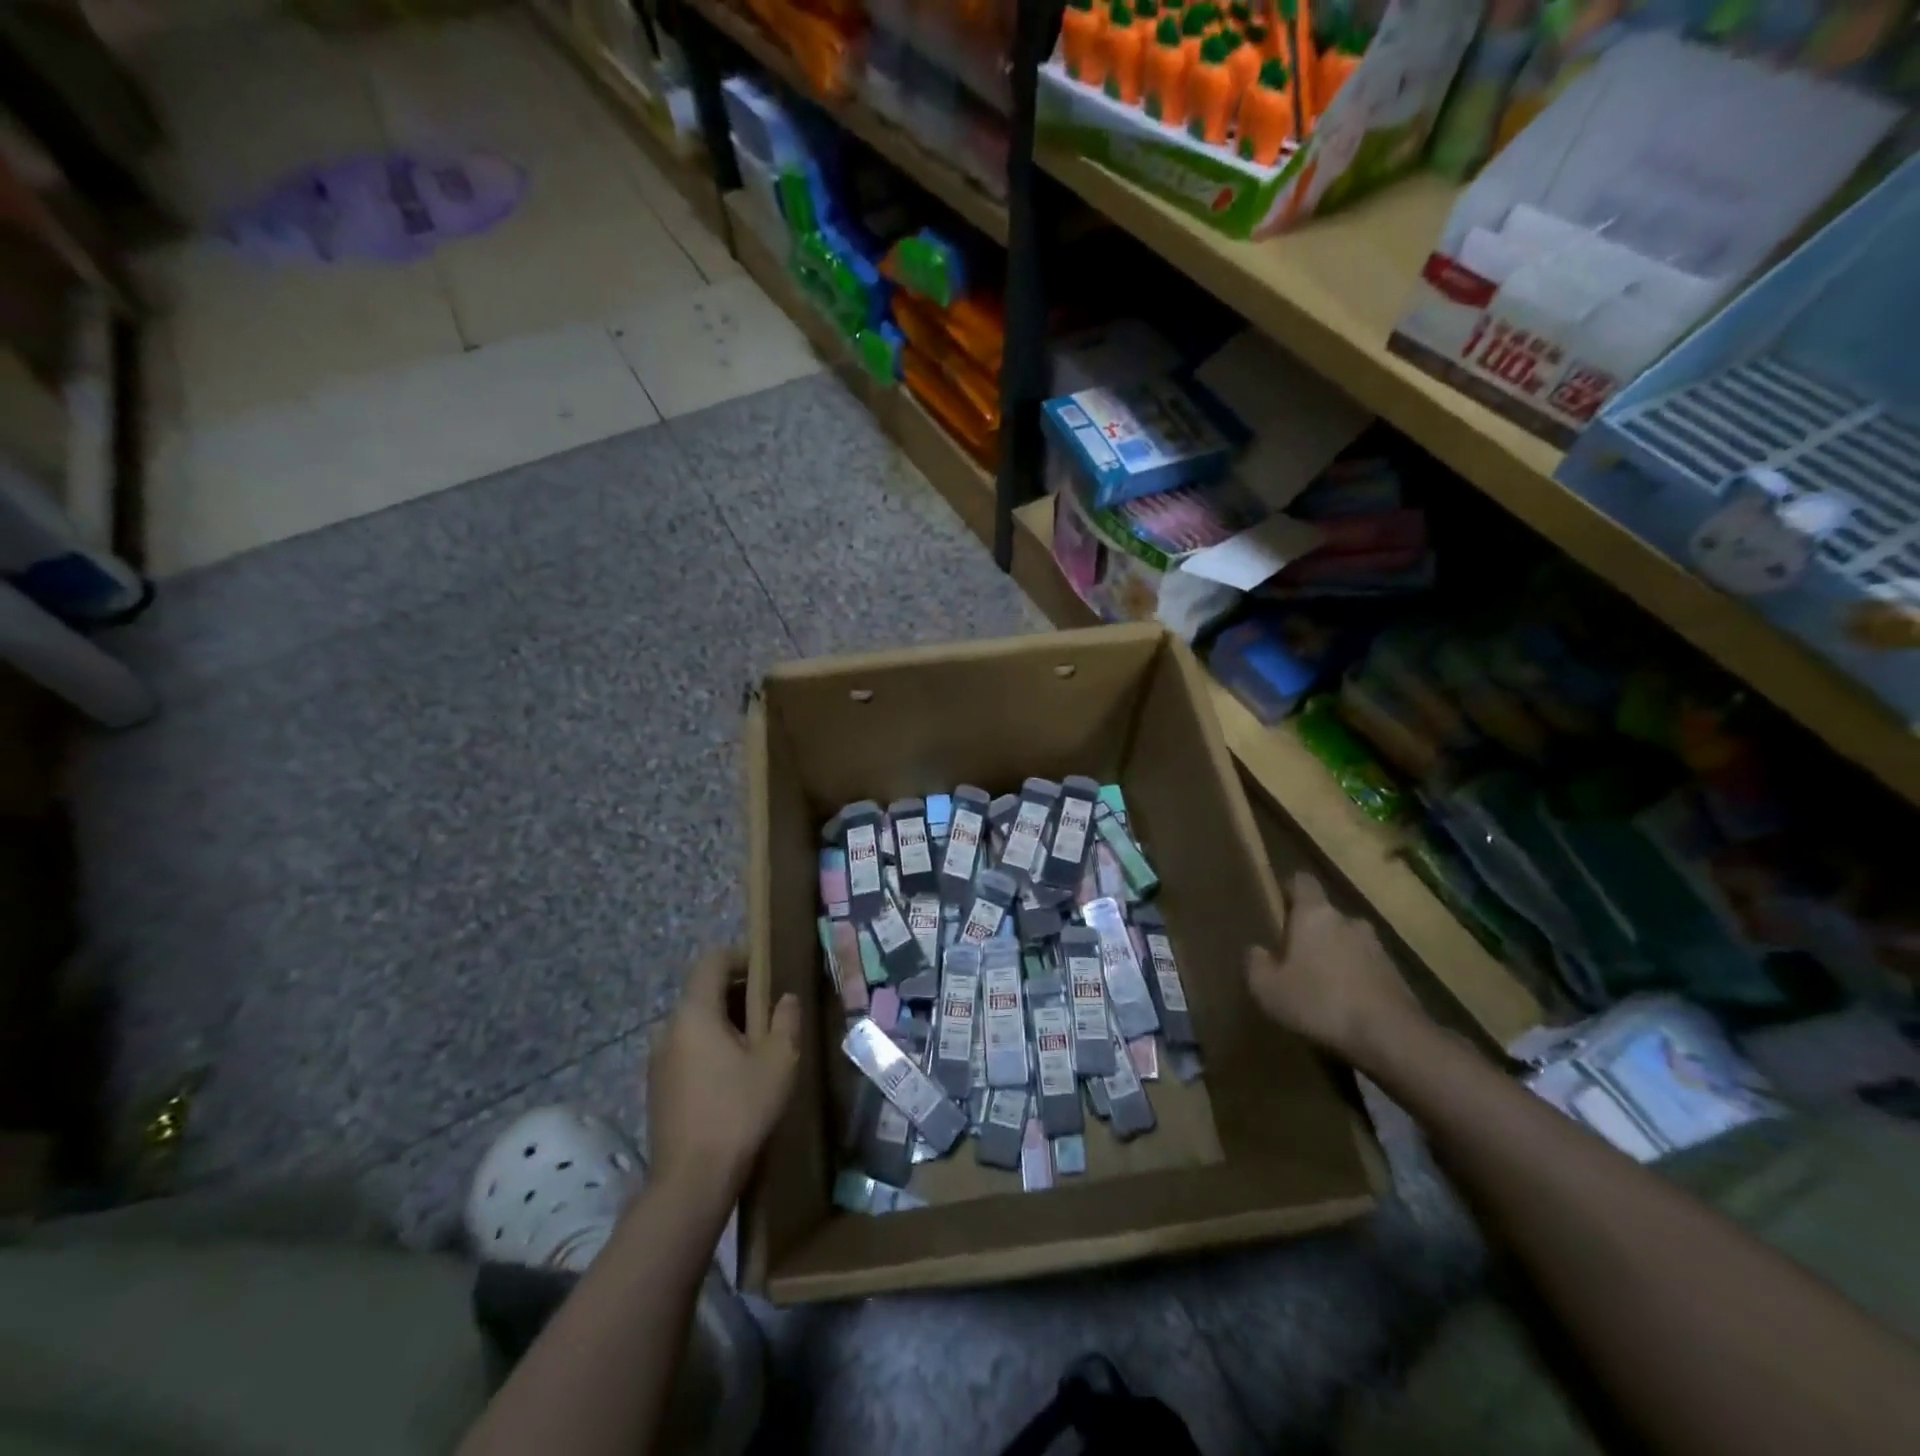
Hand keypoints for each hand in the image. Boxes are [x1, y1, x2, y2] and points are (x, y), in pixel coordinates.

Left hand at [648, 948, 799, 1200]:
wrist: (691, 1182)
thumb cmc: (739, 1110)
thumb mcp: (779, 1061)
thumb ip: (785, 1020)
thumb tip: (785, 998)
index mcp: (694, 1013)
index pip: (711, 961)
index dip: (741, 956)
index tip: (768, 969)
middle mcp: (668, 1028)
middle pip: (703, 992)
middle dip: (739, 992)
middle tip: (773, 1009)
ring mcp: (658, 1060)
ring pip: (696, 1023)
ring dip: (726, 1023)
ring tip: (759, 1043)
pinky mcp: (658, 1088)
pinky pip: (688, 1049)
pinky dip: (712, 1048)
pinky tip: (736, 1075)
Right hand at [1247, 871, 1423, 1065]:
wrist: (1392, 1037)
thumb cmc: (1320, 1001)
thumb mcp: (1267, 988)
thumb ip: (1255, 963)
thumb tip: (1257, 950)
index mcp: (1315, 914)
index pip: (1302, 881)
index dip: (1288, 888)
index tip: (1276, 903)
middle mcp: (1348, 920)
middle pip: (1325, 914)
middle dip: (1310, 930)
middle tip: (1292, 955)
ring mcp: (1377, 947)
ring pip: (1347, 941)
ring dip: (1334, 955)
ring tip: (1319, 984)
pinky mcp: (1397, 975)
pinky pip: (1365, 967)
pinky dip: (1353, 978)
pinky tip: (1343, 1005)